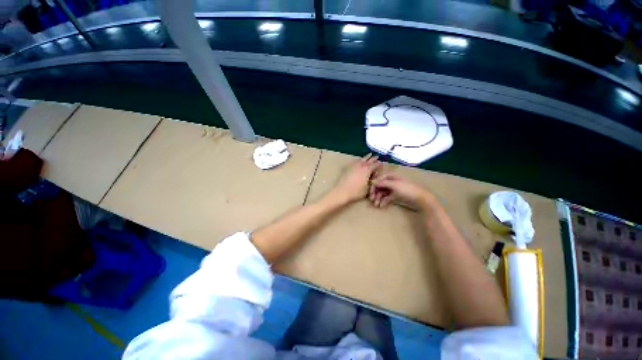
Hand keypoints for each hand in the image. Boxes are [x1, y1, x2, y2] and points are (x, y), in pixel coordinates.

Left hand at [328, 154, 381, 204]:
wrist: (341, 191)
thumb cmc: (356, 192)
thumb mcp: (368, 189)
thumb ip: (372, 182)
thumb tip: (373, 178)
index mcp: (367, 170)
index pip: (375, 165)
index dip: (379, 163)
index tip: (382, 162)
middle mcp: (361, 165)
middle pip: (369, 160)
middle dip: (373, 158)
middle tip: (377, 156)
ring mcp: (353, 165)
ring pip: (361, 159)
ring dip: (366, 157)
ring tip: (369, 155)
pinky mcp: (347, 167)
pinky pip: (355, 161)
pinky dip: (358, 160)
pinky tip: (358, 160)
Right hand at [369, 173, 436, 210]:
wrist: (421, 199)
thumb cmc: (407, 189)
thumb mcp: (394, 185)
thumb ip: (383, 183)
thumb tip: (372, 181)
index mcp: (391, 177)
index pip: (379, 179)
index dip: (374, 186)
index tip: (370, 193)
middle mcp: (391, 182)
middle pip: (380, 186)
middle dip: (375, 193)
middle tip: (372, 200)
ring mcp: (394, 189)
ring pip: (382, 193)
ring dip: (378, 198)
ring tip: (376, 205)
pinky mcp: (396, 196)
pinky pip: (387, 198)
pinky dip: (383, 201)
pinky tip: (381, 206)